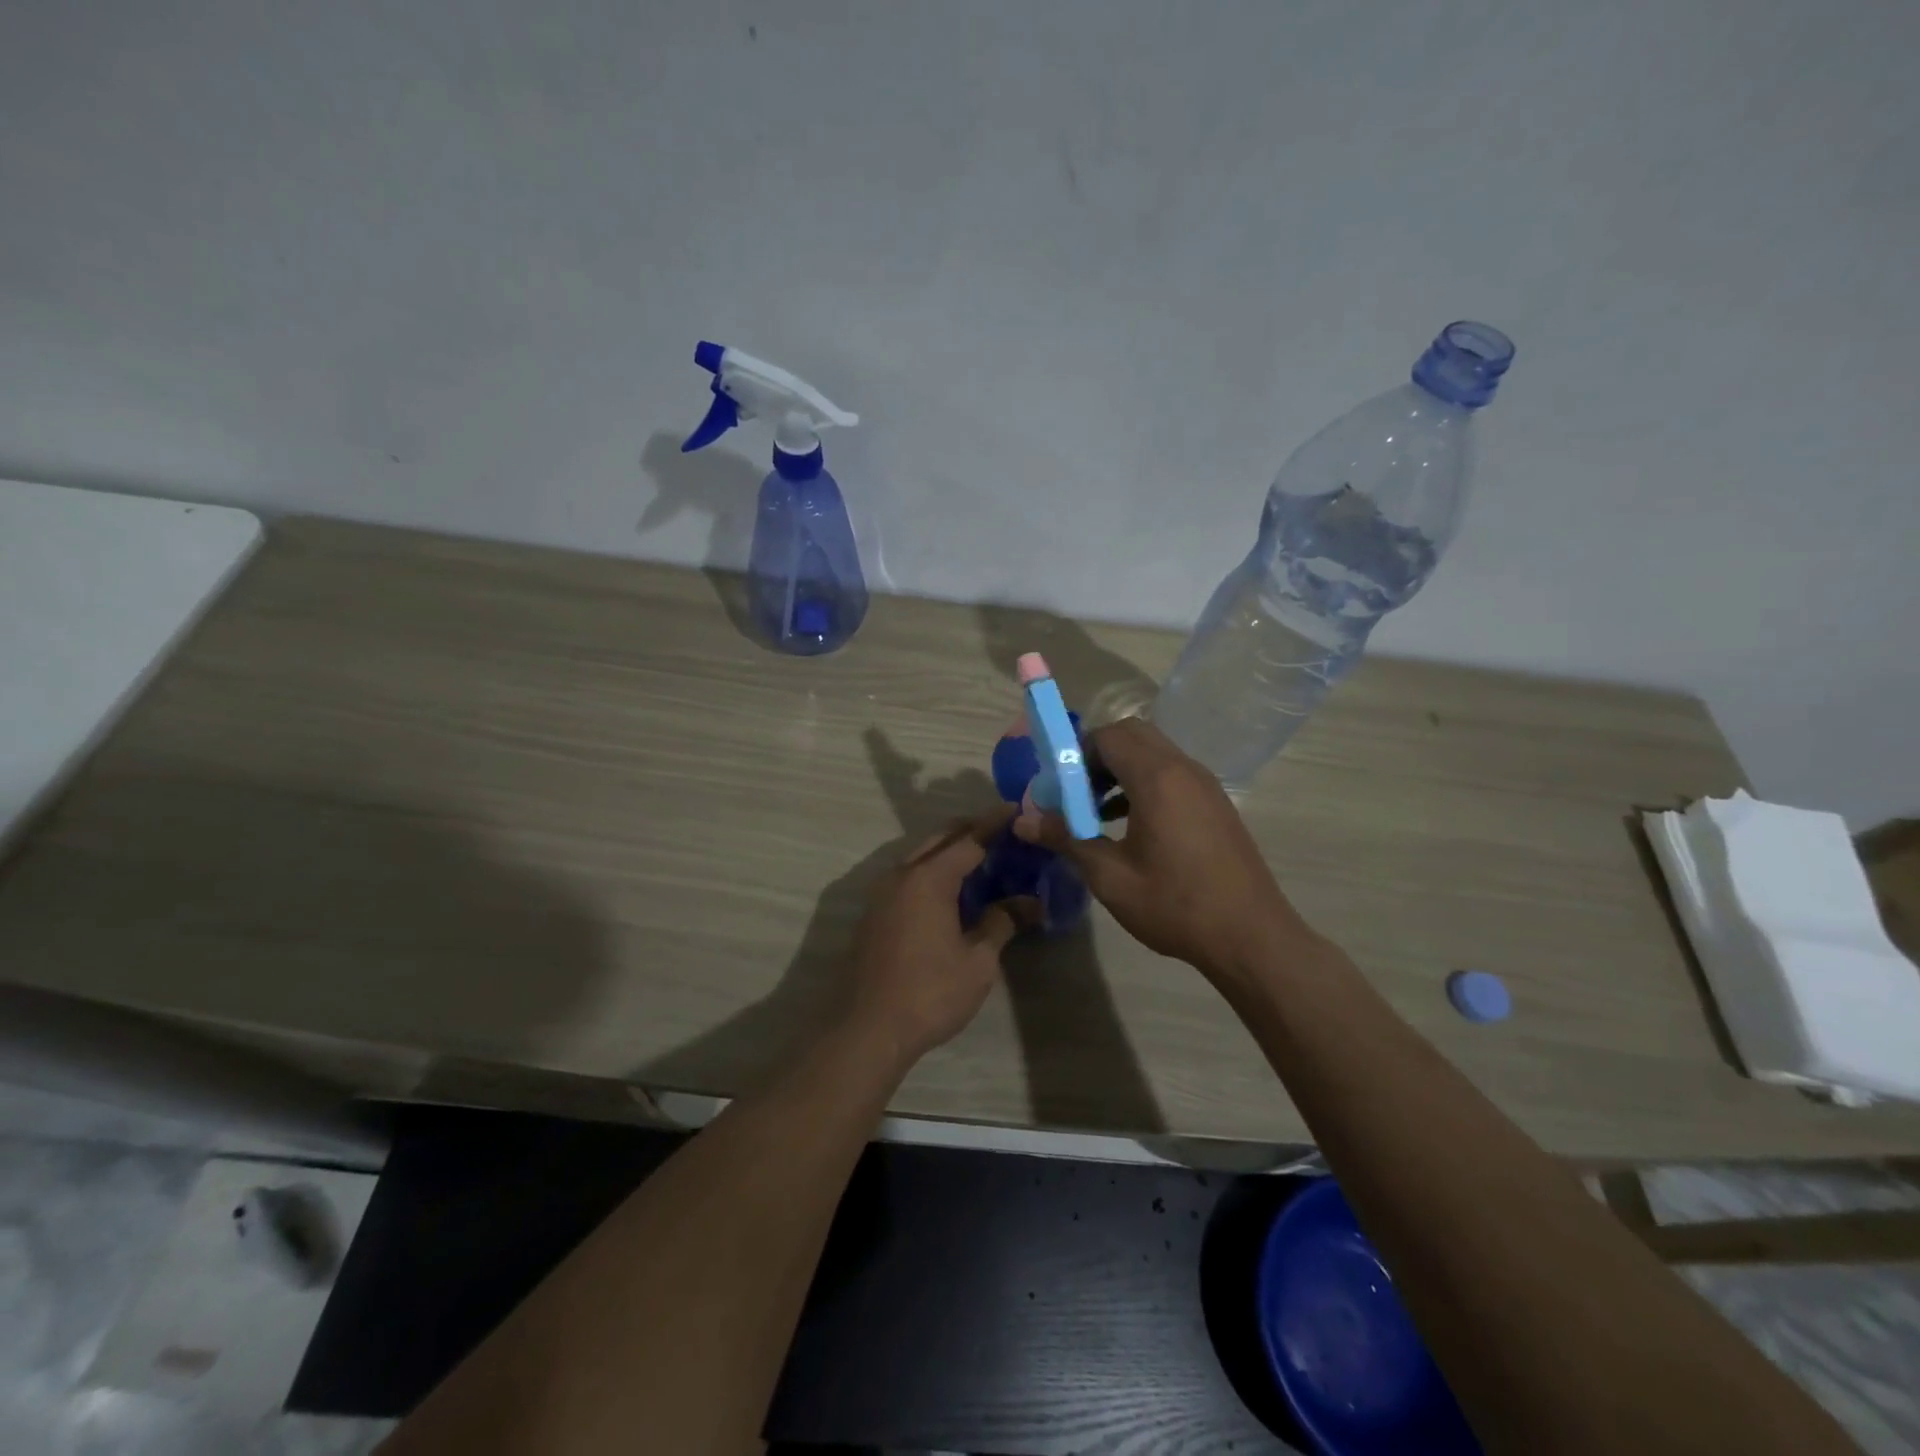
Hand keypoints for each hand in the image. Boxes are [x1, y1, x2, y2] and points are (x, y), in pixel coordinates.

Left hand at [843, 809, 1020, 1066]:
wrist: (868, 1028)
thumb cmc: (930, 992)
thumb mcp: (978, 961)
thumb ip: (1002, 922)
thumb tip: (1030, 902)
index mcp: (928, 878)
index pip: (968, 839)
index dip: (994, 825)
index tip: (1015, 810)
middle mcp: (901, 875)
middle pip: (940, 840)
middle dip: (969, 831)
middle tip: (1001, 832)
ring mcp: (882, 894)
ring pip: (920, 856)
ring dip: (948, 851)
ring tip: (980, 858)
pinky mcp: (874, 914)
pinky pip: (908, 877)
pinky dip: (932, 871)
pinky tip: (950, 890)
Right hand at [1014, 718, 1308, 978]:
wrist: (1251, 937)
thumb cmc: (1175, 905)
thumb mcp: (1110, 876)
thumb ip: (1066, 839)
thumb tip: (1022, 821)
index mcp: (1157, 778)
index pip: (1108, 736)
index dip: (1076, 754)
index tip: (1058, 788)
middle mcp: (1184, 769)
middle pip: (1132, 735)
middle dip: (1097, 755)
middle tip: (1077, 793)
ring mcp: (1205, 785)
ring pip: (1154, 753)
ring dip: (1121, 769)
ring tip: (1097, 811)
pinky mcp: (1216, 803)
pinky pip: (1172, 774)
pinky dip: (1145, 782)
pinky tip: (1130, 825)